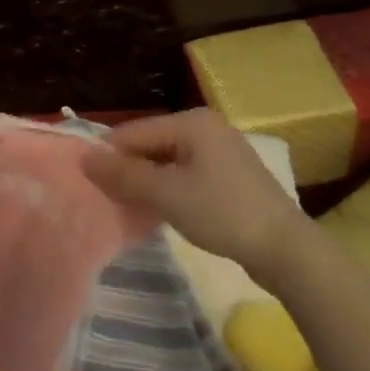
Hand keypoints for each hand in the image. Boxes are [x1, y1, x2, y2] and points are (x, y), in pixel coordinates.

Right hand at [82, 108, 309, 272]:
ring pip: (167, 161)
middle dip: (129, 170)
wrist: (285, 248)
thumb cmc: (222, 213)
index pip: (133, 132)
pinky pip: (186, 173)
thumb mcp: (166, 194)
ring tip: (131, 207)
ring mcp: (221, 150)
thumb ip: (124, 175)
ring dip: (148, 182)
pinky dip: (169, 188)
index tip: (90, 184)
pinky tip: (161, 210)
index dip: (108, 156)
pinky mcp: (230, 175)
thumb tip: (84, 158)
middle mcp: (206, 127)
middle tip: (110, 200)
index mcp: (191, 122)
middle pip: (150, 144)